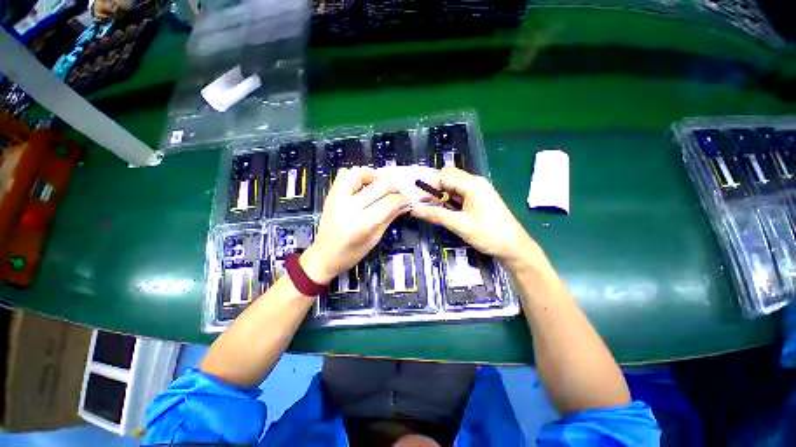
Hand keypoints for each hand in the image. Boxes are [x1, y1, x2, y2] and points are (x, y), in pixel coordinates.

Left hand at [301, 167, 410, 283]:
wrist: (324, 255)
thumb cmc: (351, 254)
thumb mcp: (374, 239)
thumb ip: (389, 218)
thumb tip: (404, 204)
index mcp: (359, 225)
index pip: (387, 204)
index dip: (401, 200)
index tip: (408, 200)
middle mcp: (347, 208)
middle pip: (377, 187)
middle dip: (393, 187)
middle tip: (399, 192)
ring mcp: (336, 199)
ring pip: (357, 173)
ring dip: (373, 176)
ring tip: (380, 184)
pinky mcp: (330, 194)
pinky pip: (344, 175)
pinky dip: (357, 175)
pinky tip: (364, 184)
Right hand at [411, 167, 539, 267]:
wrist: (513, 247)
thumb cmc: (489, 235)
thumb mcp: (460, 225)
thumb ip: (436, 215)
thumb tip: (414, 210)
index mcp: (472, 184)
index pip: (443, 176)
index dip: (427, 186)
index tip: (415, 198)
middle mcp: (475, 182)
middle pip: (447, 177)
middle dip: (432, 187)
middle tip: (420, 202)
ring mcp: (477, 190)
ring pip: (452, 185)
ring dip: (439, 193)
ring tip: (427, 206)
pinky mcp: (477, 198)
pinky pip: (458, 193)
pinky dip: (447, 199)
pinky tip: (440, 208)